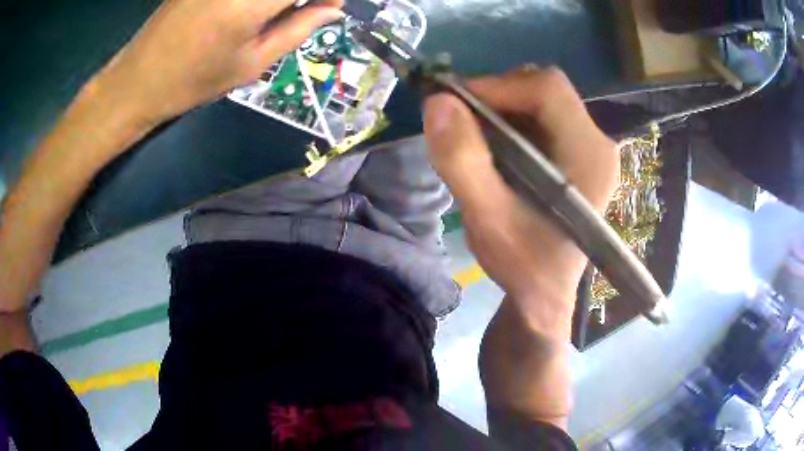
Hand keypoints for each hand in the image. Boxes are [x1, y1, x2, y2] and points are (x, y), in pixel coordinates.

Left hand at [90, 0, 342, 128]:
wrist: (138, 79)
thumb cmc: (193, 81)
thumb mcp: (251, 64)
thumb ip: (298, 29)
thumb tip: (334, 8)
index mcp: (251, 3)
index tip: (332, 4)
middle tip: (306, 8)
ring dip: (277, 0)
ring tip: (277, 12)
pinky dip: (256, 0)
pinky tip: (251, 9)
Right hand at [423, 68, 618, 330]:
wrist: (545, 294)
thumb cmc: (524, 265)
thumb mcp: (488, 220)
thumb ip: (463, 162)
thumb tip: (437, 102)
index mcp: (590, 155)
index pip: (547, 89)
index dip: (497, 86)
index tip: (455, 107)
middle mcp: (598, 143)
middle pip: (545, 89)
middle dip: (497, 97)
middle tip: (461, 122)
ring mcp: (591, 147)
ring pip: (541, 100)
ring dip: (501, 109)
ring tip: (473, 139)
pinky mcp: (579, 154)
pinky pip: (542, 118)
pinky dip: (510, 122)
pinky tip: (494, 149)